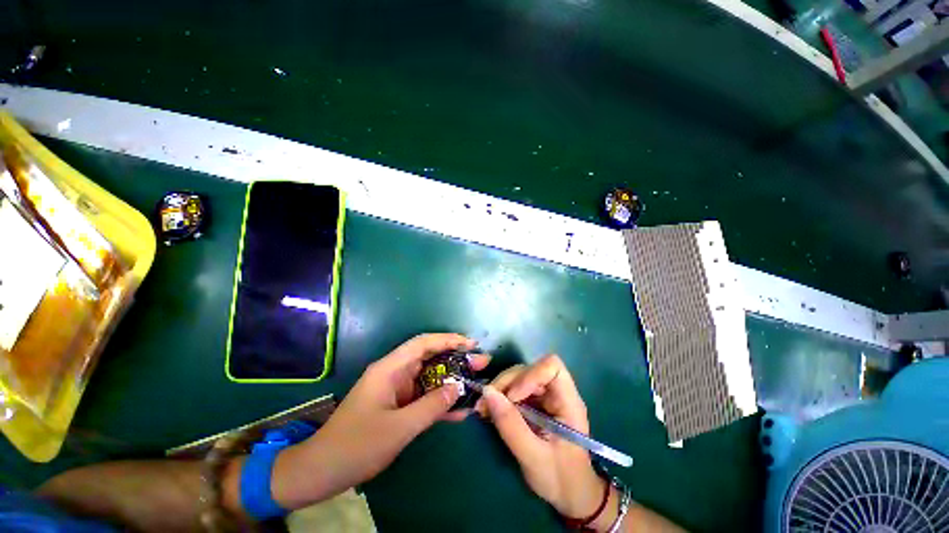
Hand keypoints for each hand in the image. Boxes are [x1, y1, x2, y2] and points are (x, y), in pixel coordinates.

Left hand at [270, 334, 489, 509]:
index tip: (470, 344)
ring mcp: (398, 390)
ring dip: (452, 381)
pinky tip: (461, 409)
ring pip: (430, 378)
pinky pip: (424, 398)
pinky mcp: (399, 405)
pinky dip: (441, 401)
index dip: (448, 340)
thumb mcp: (398, 428)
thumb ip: (431, 406)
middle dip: (456, 359)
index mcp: (390, 368)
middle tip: (481, 363)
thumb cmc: (356, 446)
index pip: (423, 344)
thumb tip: (458, 388)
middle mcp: (395, 373)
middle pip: (430, 358)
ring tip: (478, 383)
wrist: (323, 471)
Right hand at [476, 355, 608, 521]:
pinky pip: (514, 389)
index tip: (513, 398)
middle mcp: (556, 392)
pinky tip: (489, 410)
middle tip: (486, 404)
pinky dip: (499, 397)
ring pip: (519, 377)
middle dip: (506, 383)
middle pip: (529, 369)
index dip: (530, 375)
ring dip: (499, 389)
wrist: (570, 494)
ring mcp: (544, 396)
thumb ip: (511, 425)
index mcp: (568, 402)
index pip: (552, 367)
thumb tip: (487, 393)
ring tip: (484, 409)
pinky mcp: (533, 402)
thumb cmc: (560, 479)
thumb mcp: (533, 457)